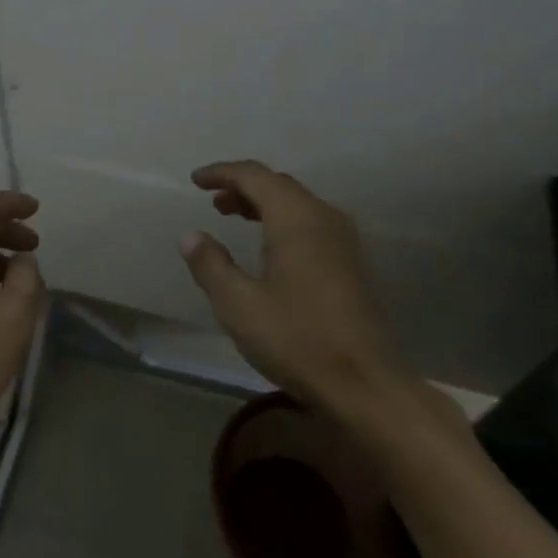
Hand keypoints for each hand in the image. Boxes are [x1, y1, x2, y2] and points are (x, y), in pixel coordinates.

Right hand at [179, 160, 409, 414]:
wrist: (366, 385)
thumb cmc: (297, 339)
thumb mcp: (239, 305)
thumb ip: (211, 265)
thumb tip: (191, 236)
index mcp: (296, 218)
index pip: (254, 175)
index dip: (222, 172)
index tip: (195, 180)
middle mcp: (323, 217)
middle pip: (278, 184)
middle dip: (242, 186)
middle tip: (212, 200)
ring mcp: (343, 239)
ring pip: (296, 203)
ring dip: (262, 203)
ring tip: (233, 216)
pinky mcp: (351, 262)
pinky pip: (310, 222)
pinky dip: (282, 220)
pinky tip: (268, 246)